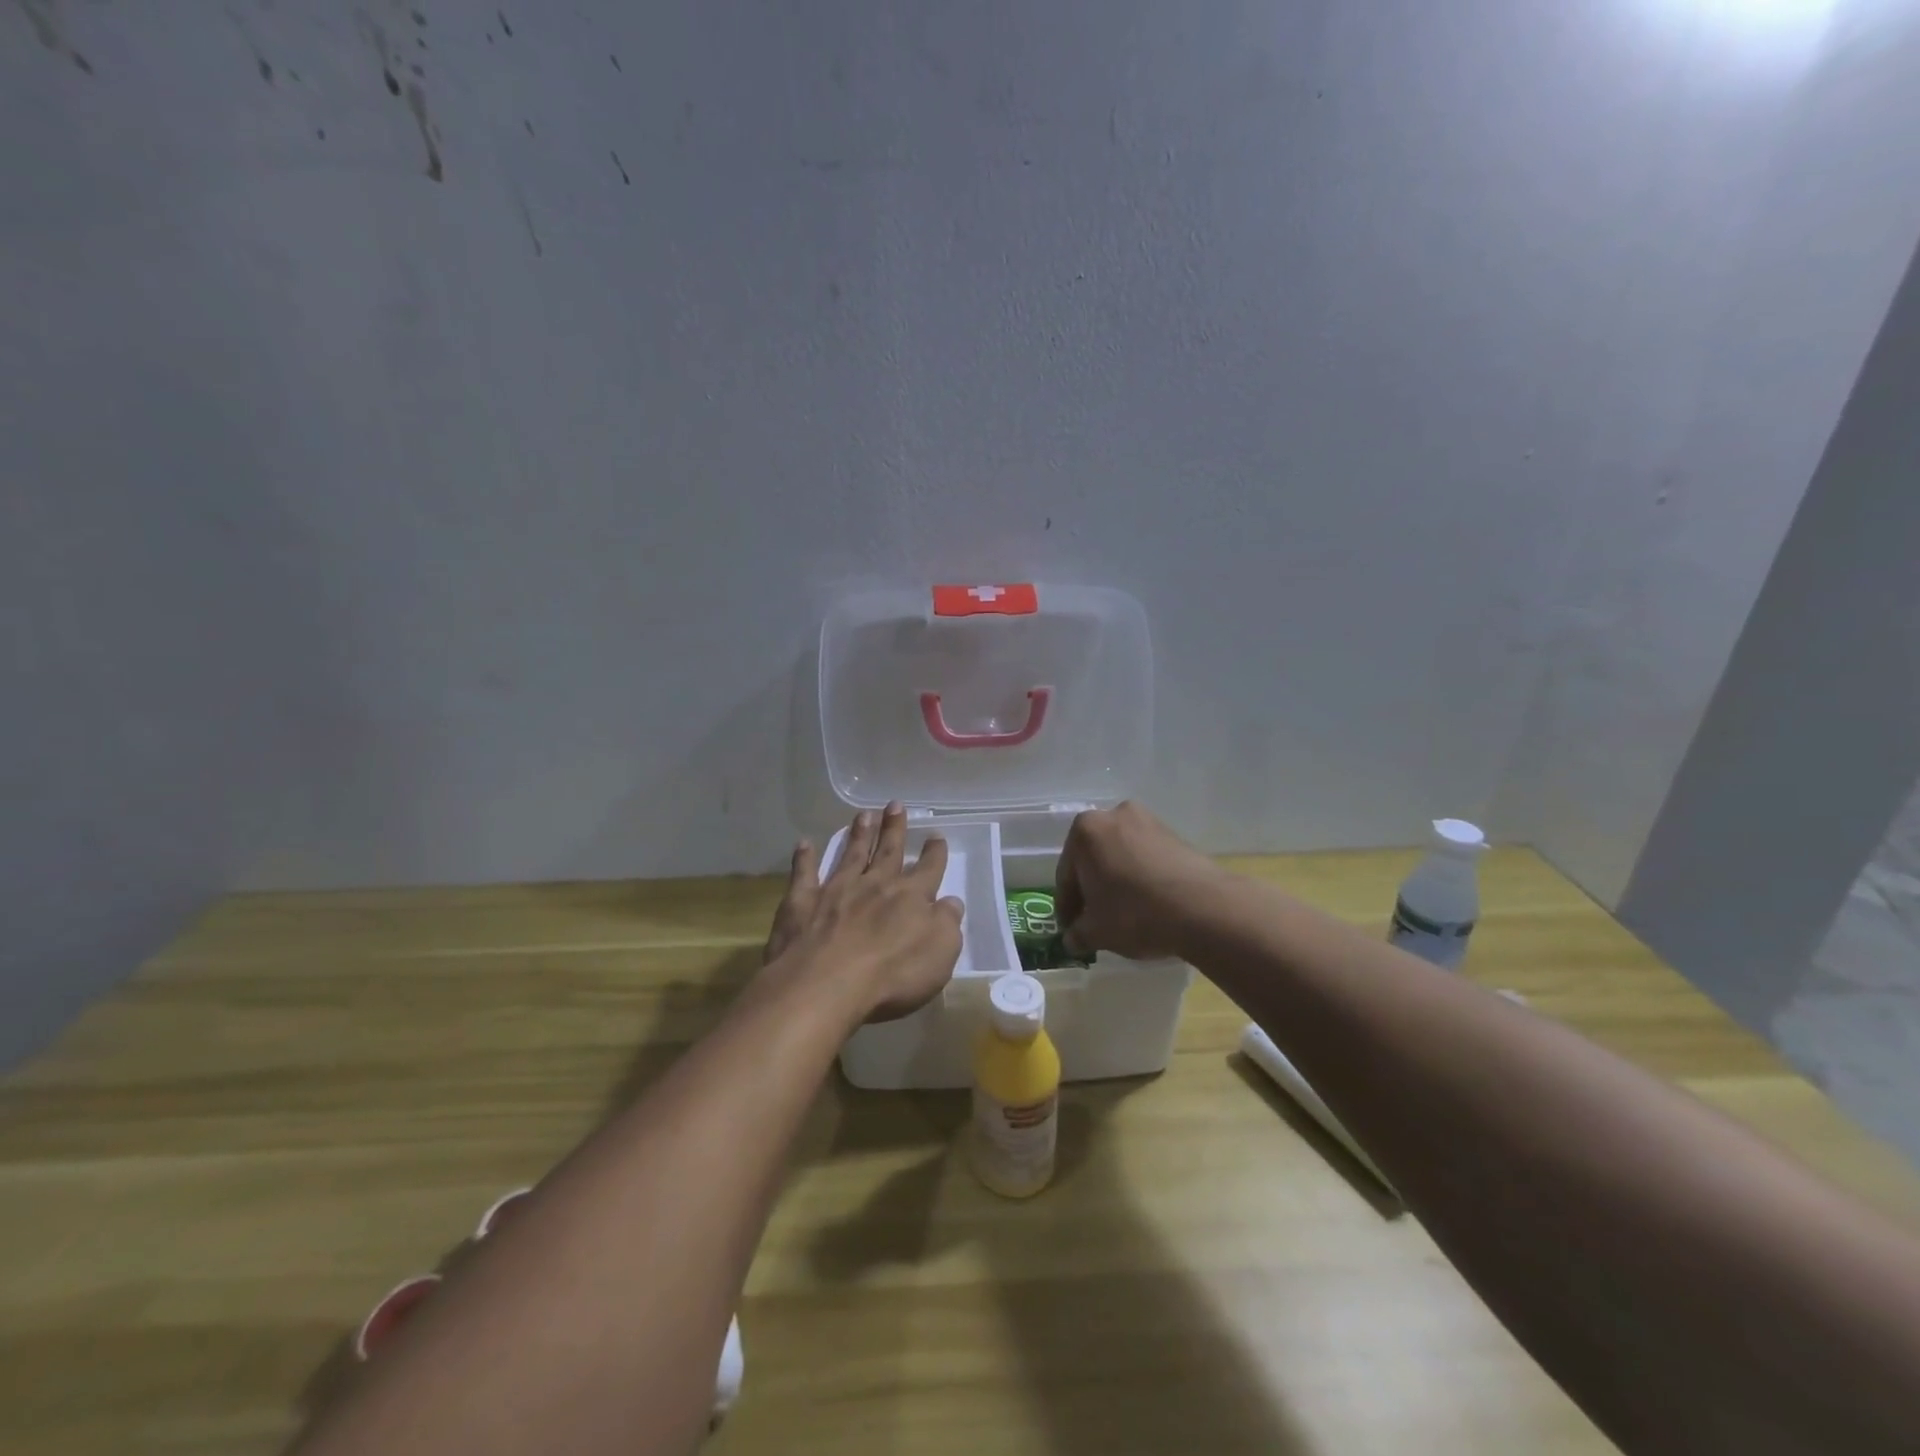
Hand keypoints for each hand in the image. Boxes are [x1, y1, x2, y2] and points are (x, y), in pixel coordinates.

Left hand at [762, 803, 963, 1024]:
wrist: (826, 984)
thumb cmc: (891, 976)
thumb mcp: (939, 956)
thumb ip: (947, 925)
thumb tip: (951, 902)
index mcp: (911, 897)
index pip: (928, 869)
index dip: (934, 853)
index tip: (936, 836)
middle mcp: (875, 885)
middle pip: (888, 851)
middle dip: (894, 828)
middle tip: (895, 805)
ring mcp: (836, 890)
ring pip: (850, 854)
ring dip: (858, 834)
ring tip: (864, 814)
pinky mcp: (802, 902)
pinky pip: (804, 873)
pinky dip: (804, 858)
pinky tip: (804, 843)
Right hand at [1055, 801, 1223, 960]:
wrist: (1203, 908)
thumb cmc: (1135, 913)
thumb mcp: (1097, 932)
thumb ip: (1078, 934)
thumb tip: (1072, 940)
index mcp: (1085, 831)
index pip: (1066, 874)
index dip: (1067, 906)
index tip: (1070, 928)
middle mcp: (1114, 815)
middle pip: (1094, 858)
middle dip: (1092, 888)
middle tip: (1094, 919)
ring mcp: (1148, 821)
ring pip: (1121, 855)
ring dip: (1117, 881)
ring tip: (1123, 913)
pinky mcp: (1175, 834)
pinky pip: (1145, 857)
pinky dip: (1140, 877)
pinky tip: (1147, 903)